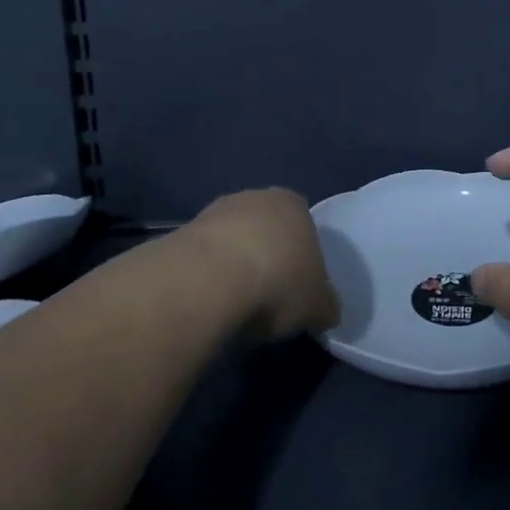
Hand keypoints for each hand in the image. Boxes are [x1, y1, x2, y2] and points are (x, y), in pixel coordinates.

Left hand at [183, 188, 341, 341]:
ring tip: (235, 306)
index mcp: (295, 204)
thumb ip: (326, 306)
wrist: (209, 280)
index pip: (305, 226)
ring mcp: (216, 212)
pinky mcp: (182, 232)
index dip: (303, 259)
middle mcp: (257, 197)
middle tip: (268, 298)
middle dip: (267, 259)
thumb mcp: (318, 305)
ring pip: (233, 242)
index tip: (297, 289)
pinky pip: (203, 258)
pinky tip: (209, 303)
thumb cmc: (278, 282)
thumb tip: (327, 313)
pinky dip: (207, 277)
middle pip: (267, 231)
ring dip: (234, 267)